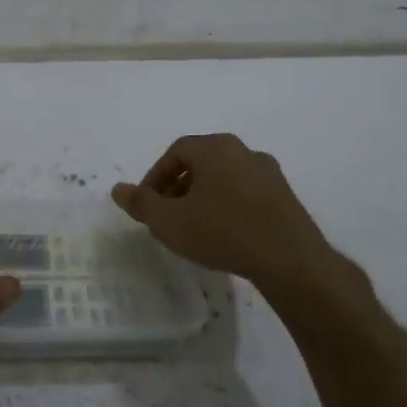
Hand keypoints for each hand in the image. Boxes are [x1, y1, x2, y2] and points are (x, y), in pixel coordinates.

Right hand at [111, 134, 369, 304]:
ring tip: (194, 228)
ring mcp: (268, 172)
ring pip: (224, 178)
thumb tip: (118, 189)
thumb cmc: (221, 231)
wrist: (289, 258)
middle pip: (201, 163)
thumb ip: (141, 204)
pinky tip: (225, 234)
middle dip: (178, 187)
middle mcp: (243, 151)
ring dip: (203, 197)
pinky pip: (245, 193)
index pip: (175, 151)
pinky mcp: (285, 196)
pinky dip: (228, 206)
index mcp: (215, 148)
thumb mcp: (169, 221)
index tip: (148, 205)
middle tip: (167, 216)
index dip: (155, 177)